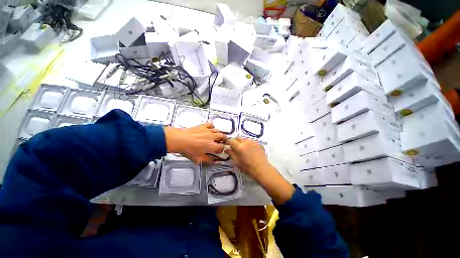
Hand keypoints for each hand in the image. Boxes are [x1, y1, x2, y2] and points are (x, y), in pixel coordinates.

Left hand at [164, 122, 226, 163]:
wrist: (179, 139)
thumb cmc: (188, 150)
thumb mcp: (198, 159)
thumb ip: (208, 160)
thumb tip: (213, 161)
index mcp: (212, 146)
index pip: (222, 147)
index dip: (223, 149)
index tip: (221, 150)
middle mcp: (212, 137)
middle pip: (223, 137)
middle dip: (224, 140)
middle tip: (222, 142)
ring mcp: (208, 131)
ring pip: (218, 130)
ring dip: (219, 134)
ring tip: (217, 136)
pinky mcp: (203, 126)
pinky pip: (211, 124)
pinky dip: (212, 127)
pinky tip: (210, 129)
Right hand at [225, 137, 269, 179]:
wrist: (262, 169)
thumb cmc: (248, 167)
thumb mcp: (237, 162)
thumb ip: (231, 154)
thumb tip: (227, 149)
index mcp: (239, 147)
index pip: (231, 140)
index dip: (228, 142)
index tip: (227, 145)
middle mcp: (246, 142)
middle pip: (238, 137)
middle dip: (235, 141)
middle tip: (235, 147)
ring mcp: (253, 142)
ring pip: (244, 138)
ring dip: (241, 142)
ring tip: (243, 148)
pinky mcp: (258, 143)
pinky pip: (250, 141)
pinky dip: (248, 143)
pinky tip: (250, 149)